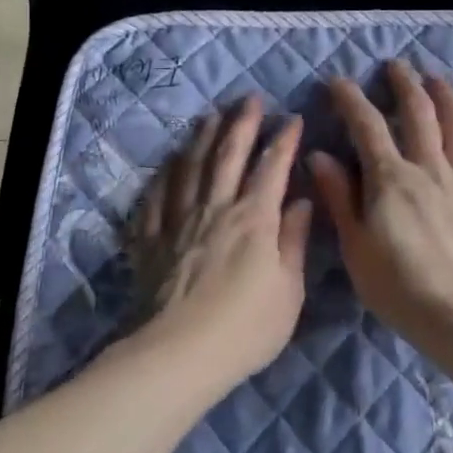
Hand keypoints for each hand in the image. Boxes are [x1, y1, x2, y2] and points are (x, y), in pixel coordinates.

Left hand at [127, 98, 312, 391]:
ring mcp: (178, 220)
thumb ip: (293, 241)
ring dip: (202, 138)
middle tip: (249, 98)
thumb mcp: (288, 291)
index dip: (284, 141)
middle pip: (228, 156)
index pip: (272, 168)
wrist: (177, 354)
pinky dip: (164, 175)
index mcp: (253, 219)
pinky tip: (168, 163)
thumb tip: (301, 202)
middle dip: (242, 124)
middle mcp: (215, 208)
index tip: (293, 118)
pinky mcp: (151, 239)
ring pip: (190, 167)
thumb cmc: (245, 328)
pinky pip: (156, 197)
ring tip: (209, 116)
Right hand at [310, 60, 452, 344]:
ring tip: (438, 80)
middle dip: (406, 85)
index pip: (367, 126)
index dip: (351, 100)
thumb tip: (319, 155)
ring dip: (448, 99)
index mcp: (391, 179)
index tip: (339, 81)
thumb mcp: (355, 246)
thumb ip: (339, 198)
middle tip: (397, 66)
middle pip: (419, 115)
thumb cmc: (399, 288)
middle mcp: (430, 170)